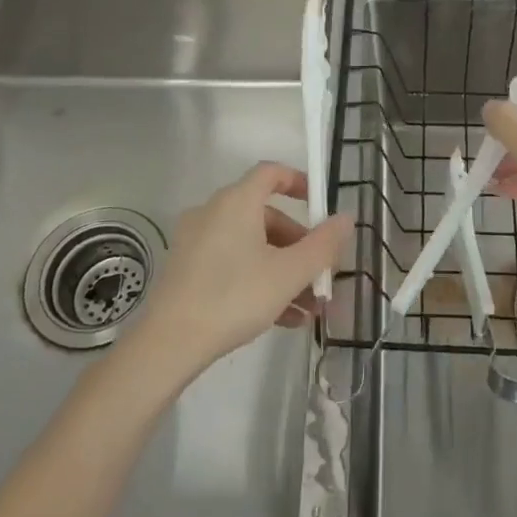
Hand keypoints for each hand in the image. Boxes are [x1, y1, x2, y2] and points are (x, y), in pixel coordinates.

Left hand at [134, 162, 352, 375]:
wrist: (170, 343)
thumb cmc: (234, 296)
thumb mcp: (289, 273)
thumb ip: (323, 245)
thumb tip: (346, 218)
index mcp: (237, 202)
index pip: (271, 173)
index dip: (299, 182)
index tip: (320, 205)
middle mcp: (213, 212)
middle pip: (266, 217)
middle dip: (299, 246)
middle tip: (320, 276)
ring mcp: (196, 241)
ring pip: (251, 247)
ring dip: (283, 271)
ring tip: (309, 309)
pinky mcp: (187, 270)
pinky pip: (232, 264)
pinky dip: (258, 281)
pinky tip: (284, 319)